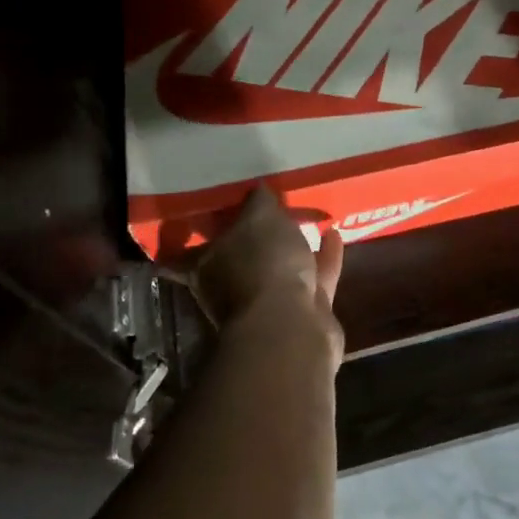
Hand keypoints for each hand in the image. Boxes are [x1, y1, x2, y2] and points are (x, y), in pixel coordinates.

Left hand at [182, 186, 343, 350]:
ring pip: (278, 269)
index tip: (202, 213)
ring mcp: (267, 305)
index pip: (183, 252)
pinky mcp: (302, 313)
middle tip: (267, 209)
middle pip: (238, 257)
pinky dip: (323, 257)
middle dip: (253, 237)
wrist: (292, 327)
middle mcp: (230, 288)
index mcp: (205, 267)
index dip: (190, 234)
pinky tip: (335, 234)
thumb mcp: (259, 217)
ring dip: (291, 246)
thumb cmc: (262, 265)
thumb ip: (258, 201)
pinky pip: (313, 278)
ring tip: (307, 217)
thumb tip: (258, 191)